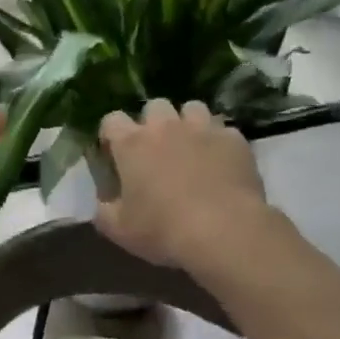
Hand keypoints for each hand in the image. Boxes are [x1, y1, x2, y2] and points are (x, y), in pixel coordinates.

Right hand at [96, 99, 270, 268]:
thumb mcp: (119, 229)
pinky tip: (220, 163)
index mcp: (132, 144)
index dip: (111, 134)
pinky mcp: (235, 140)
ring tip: (191, 148)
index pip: (112, 120)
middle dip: (152, 123)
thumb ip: (104, 210)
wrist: (224, 232)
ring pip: (192, 108)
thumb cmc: (163, 230)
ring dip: (187, 123)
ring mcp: (203, 129)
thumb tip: (104, 201)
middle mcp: (166, 127)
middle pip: (154, 106)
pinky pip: (224, 131)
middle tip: (156, 150)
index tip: (115, 153)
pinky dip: (219, 142)